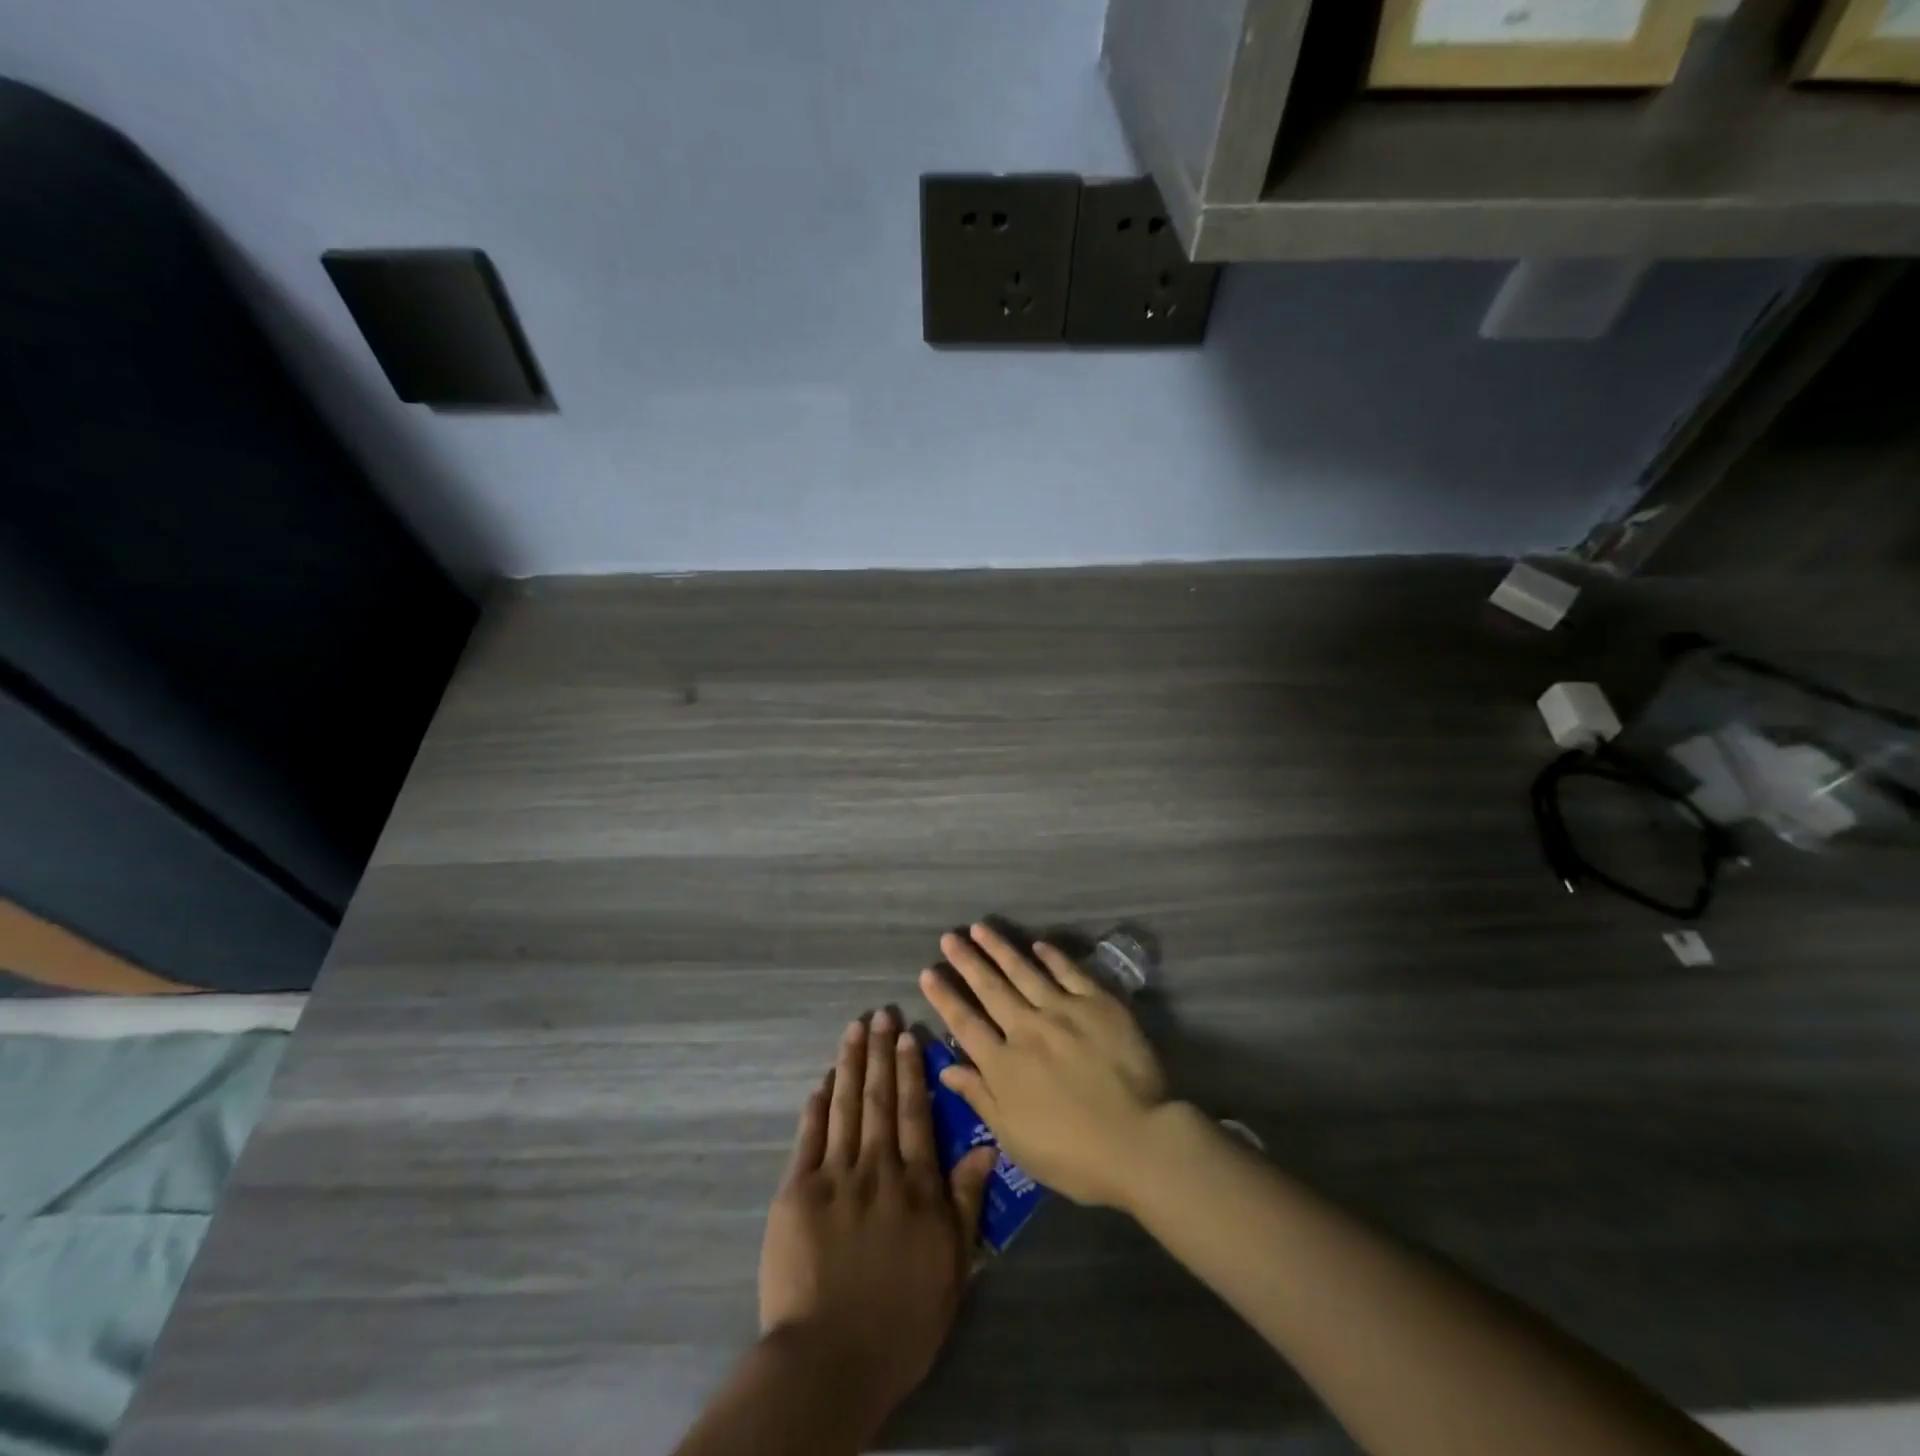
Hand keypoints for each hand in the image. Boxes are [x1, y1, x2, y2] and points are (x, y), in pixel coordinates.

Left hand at [759, 1010, 995, 1432]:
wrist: (830, 1360)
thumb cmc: (902, 1321)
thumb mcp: (952, 1267)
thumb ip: (966, 1201)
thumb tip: (987, 1145)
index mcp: (916, 1185)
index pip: (915, 1114)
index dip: (912, 1071)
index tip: (910, 1035)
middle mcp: (877, 1168)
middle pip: (880, 1099)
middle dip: (881, 1053)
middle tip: (882, 1014)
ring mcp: (834, 1176)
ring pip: (845, 1106)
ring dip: (851, 1064)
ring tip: (855, 1028)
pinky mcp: (797, 1191)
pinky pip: (809, 1136)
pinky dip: (817, 1105)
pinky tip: (823, 1079)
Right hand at [919, 923, 1169, 1210]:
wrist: (1138, 1141)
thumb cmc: (1072, 1155)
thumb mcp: (1015, 1139)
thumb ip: (980, 1098)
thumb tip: (947, 1068)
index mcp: (1004, 1065)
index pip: (965, 1023)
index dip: (945, 997)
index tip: (928, 973)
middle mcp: (1027, 1029)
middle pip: (991, 988)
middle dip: (967, 961)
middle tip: (949, 937)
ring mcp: (1063, 1011)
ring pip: (1024, 971)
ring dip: (1000, 948)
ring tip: (980, 928)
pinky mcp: (1098, 1003)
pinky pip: (1069, 972)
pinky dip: (1052, 956)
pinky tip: (1038, 944)